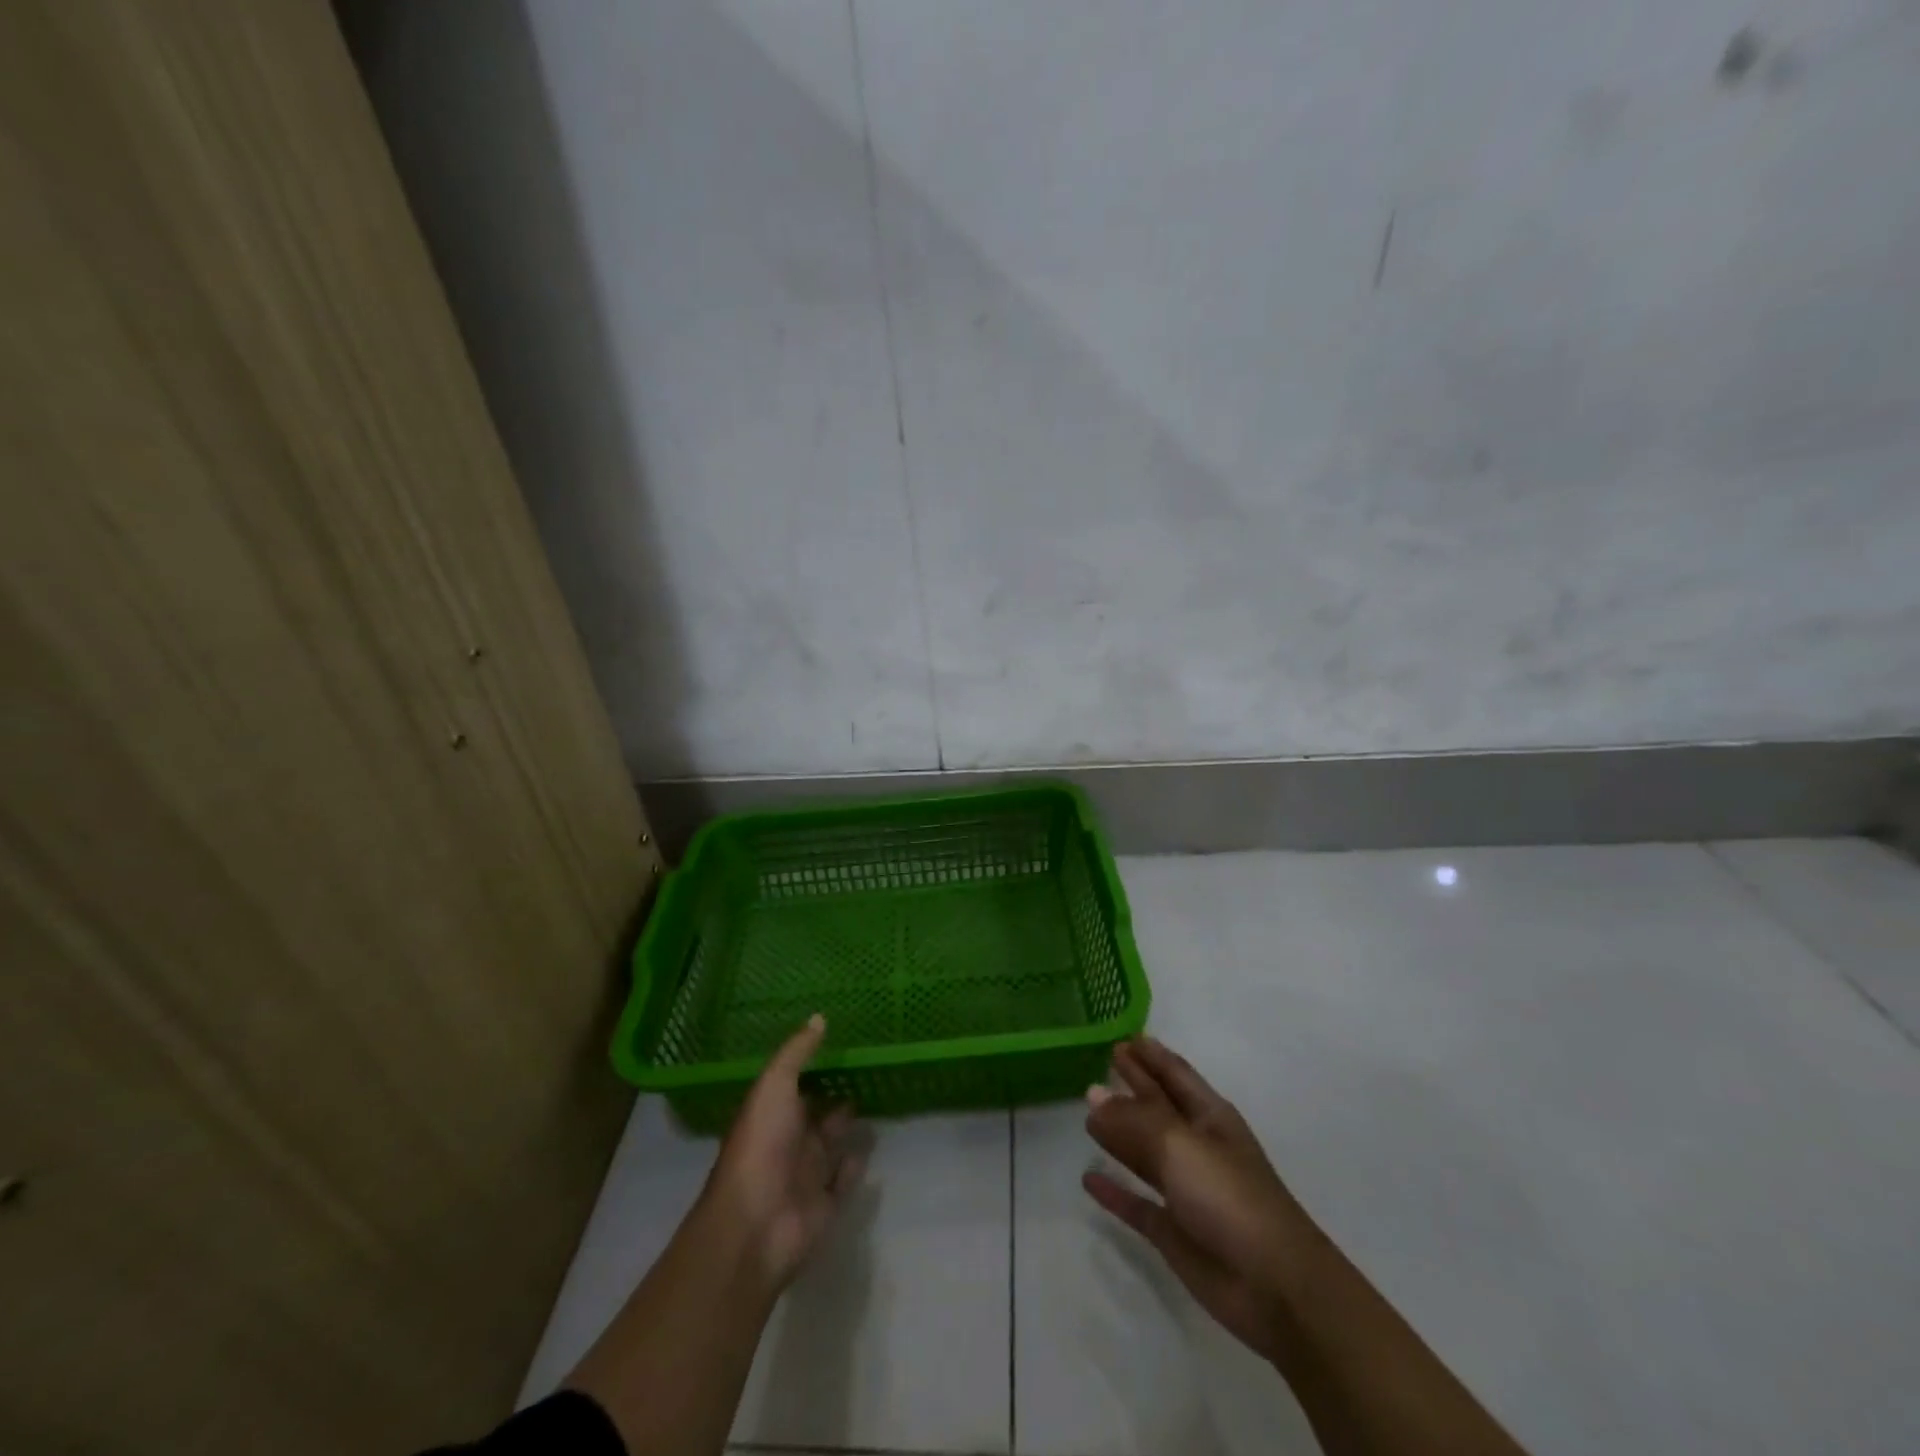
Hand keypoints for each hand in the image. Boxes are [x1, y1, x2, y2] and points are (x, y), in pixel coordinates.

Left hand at [701, 1014, 865, 1288]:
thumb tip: (819, 1017)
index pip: (796, 1086)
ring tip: (879, 1102)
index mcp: (772, 1113)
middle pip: (817, 1115)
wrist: (755, 1224)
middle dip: (838, 1096)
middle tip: (870, 1072)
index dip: (816, 1068)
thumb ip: (797, 1053)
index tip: (845, 1045)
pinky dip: (855, 1165)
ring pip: (832, 1145)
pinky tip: (869, 1147)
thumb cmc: (762, 1145)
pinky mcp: (824, 1205)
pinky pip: (844, 1180)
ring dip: (849, 1128)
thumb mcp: (774, 1086)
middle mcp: (789, 1142)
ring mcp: (806, 1175)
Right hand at [1083, 1037, 1316, 1362]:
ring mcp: (1186, 1190)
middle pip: (1158, 1106)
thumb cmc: (1230, 1197)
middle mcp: (1197, 1146)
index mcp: (1209, 1116)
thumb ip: (1133, 1119)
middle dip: (1134, 1083)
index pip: (1174, 1073)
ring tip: (1086, 1111)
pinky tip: (1088, 1179)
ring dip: (1119, 1131)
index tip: (1122, 1034)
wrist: (1275, 1287)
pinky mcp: (1174, 1231)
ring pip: (1144, 1151)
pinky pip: (1136, 1202)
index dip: (1151, 1054)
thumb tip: (1092, 1094)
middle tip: (1102, 1060)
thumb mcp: (1179, 1145)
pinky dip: (1114, 1191)